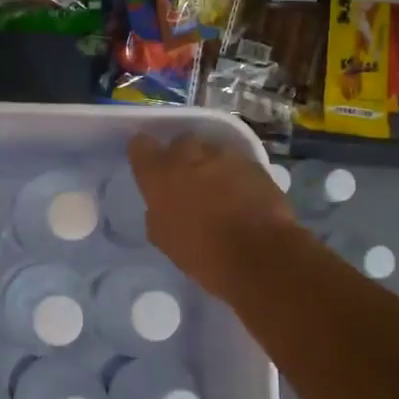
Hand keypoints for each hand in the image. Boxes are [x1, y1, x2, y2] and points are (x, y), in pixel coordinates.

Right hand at [129, 133, 303, 300]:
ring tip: (218, 190)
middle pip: (179, 143)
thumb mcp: (163, 237)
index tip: (149, 168)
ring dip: (210, 165)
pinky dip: (235, 175)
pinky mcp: (254, 163)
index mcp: (159, 173)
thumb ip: (158, 210)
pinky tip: (241, 196)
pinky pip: (237, 163)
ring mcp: (224, 156)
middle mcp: (189, 154)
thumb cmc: (201, 252)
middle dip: (181, 158)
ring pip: (210, 151)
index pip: (140, 145)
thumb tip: (163, 203)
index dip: (144, 155)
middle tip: (186, 182)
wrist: (258, 255)